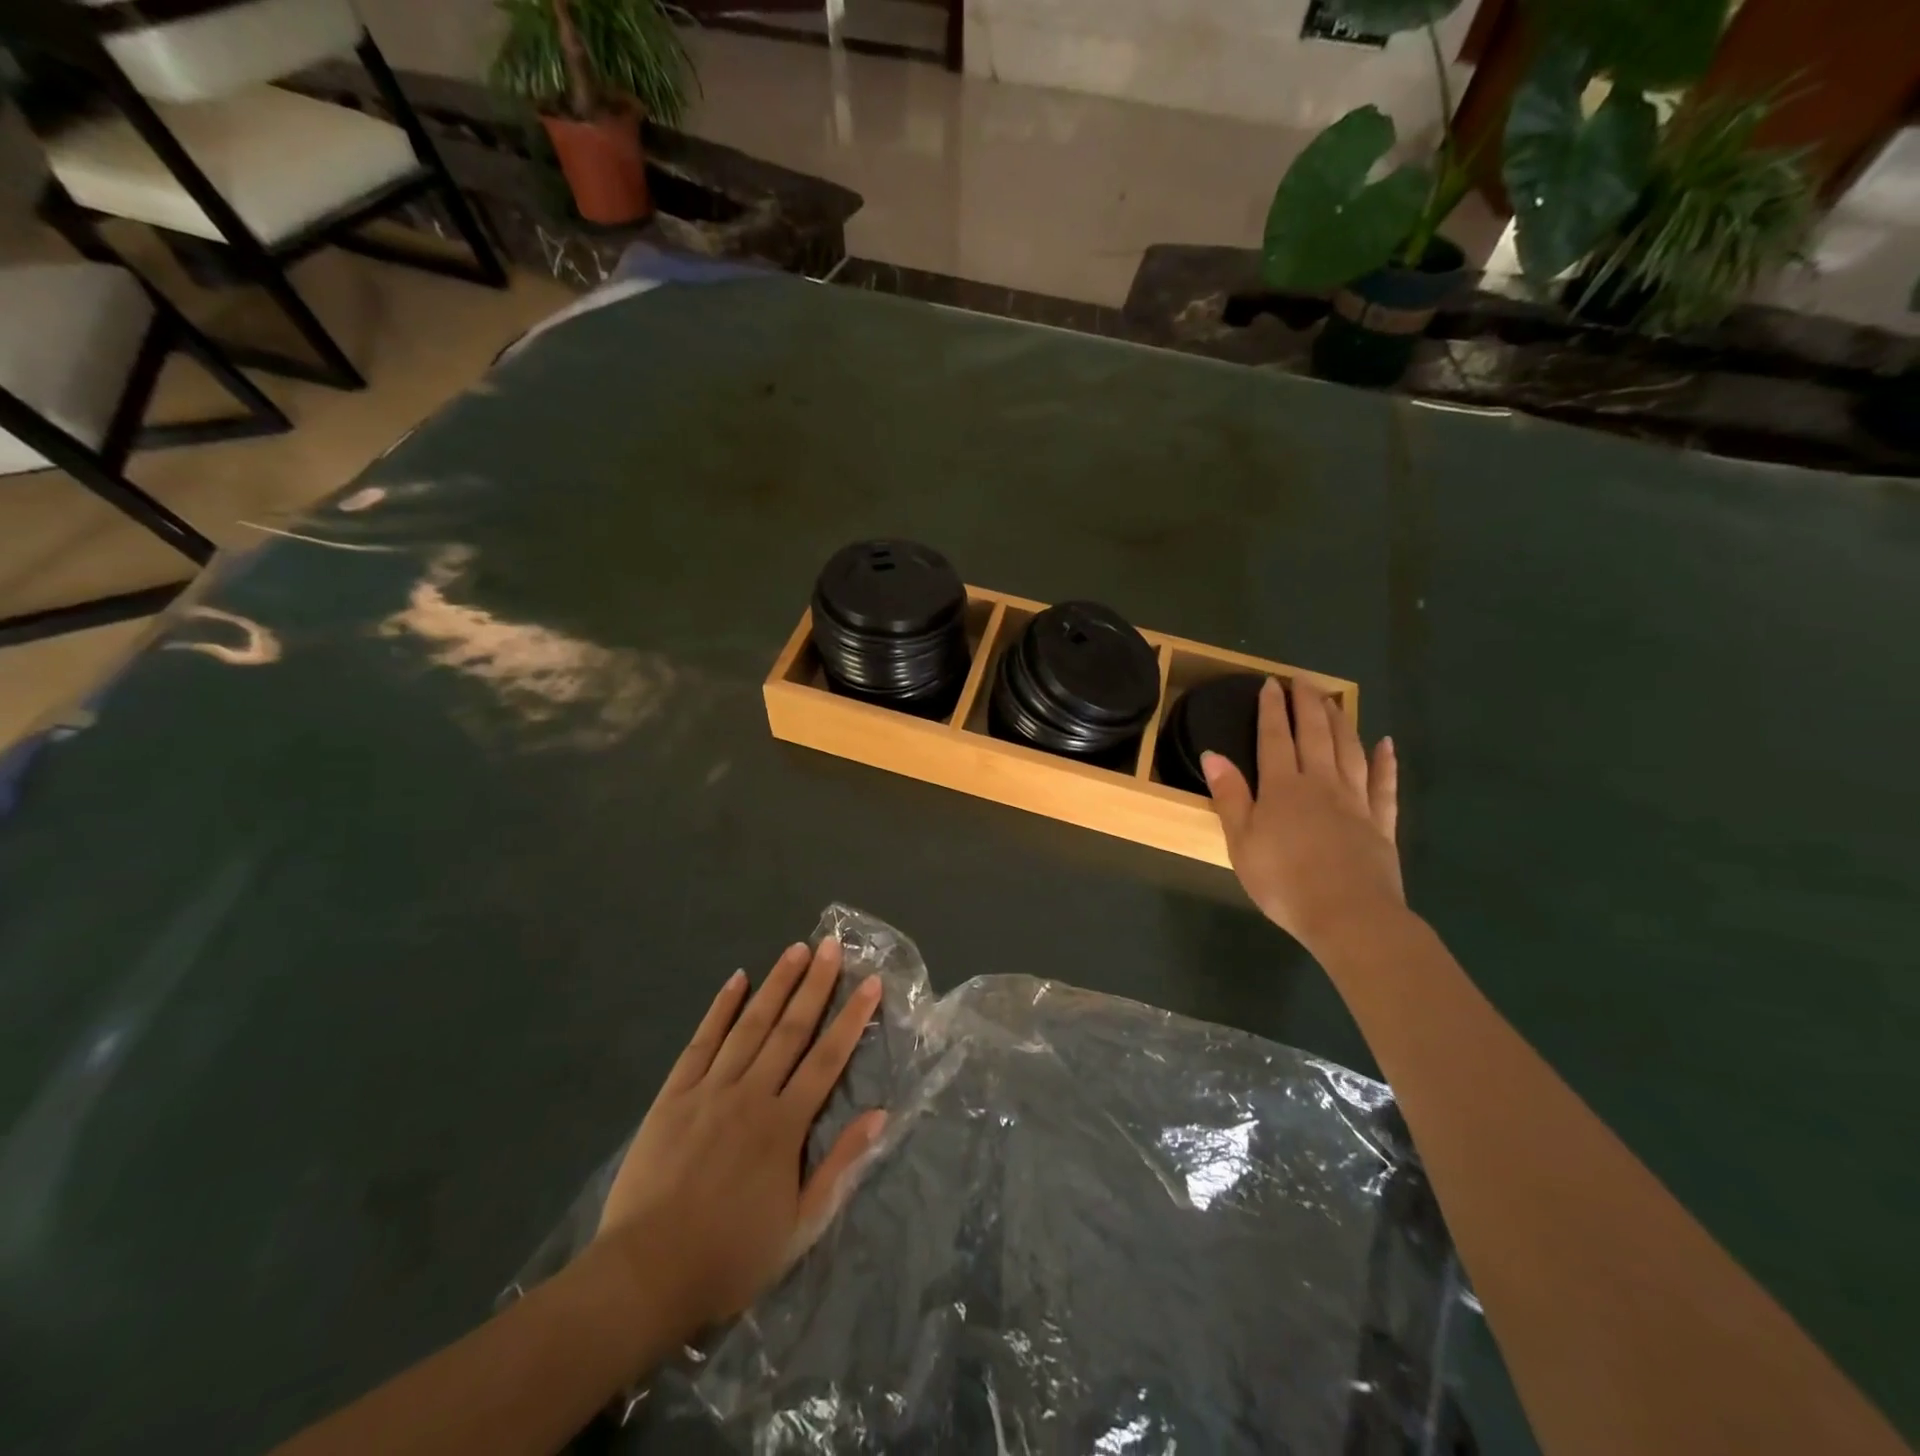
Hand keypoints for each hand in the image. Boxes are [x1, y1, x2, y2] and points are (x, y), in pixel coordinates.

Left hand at [593, 939, 886, 1336]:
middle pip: (791, 1029)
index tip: (870, 982)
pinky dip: (720, 1009)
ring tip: (795, 949)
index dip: (852, 1018)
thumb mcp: (799, 1225)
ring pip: (750, 1025)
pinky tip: (736, 980)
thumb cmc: (729, 1257)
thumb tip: (880, 1115)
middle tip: (832, 945)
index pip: (828, 1058)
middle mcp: (752, 1094)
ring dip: (776, 984)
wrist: (644, 1276)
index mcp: (785, 1126)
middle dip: (816, 984)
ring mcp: (710, 1090)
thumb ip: (839, 1165)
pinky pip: (701, 1042)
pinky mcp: (673, 1095)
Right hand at [1203, 677, 1402, 951]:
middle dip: (1307, 705)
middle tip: (1303, 680)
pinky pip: (1384, 784)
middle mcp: (1321, 784)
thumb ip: (1230, 796)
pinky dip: (1385, 762)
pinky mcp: (1380, 823)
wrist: (1349, 916)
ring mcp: (1355, 801)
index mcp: (1283, 788)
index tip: (1270, 683)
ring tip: (1334, 700)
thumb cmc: (1284, 881)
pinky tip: (1386, 744)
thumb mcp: (1241, 842)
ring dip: (1341, 722)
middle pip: (1315, 735)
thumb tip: (1213, 754)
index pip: (1274, 738)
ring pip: (1349, 750)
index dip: (1271, 710)